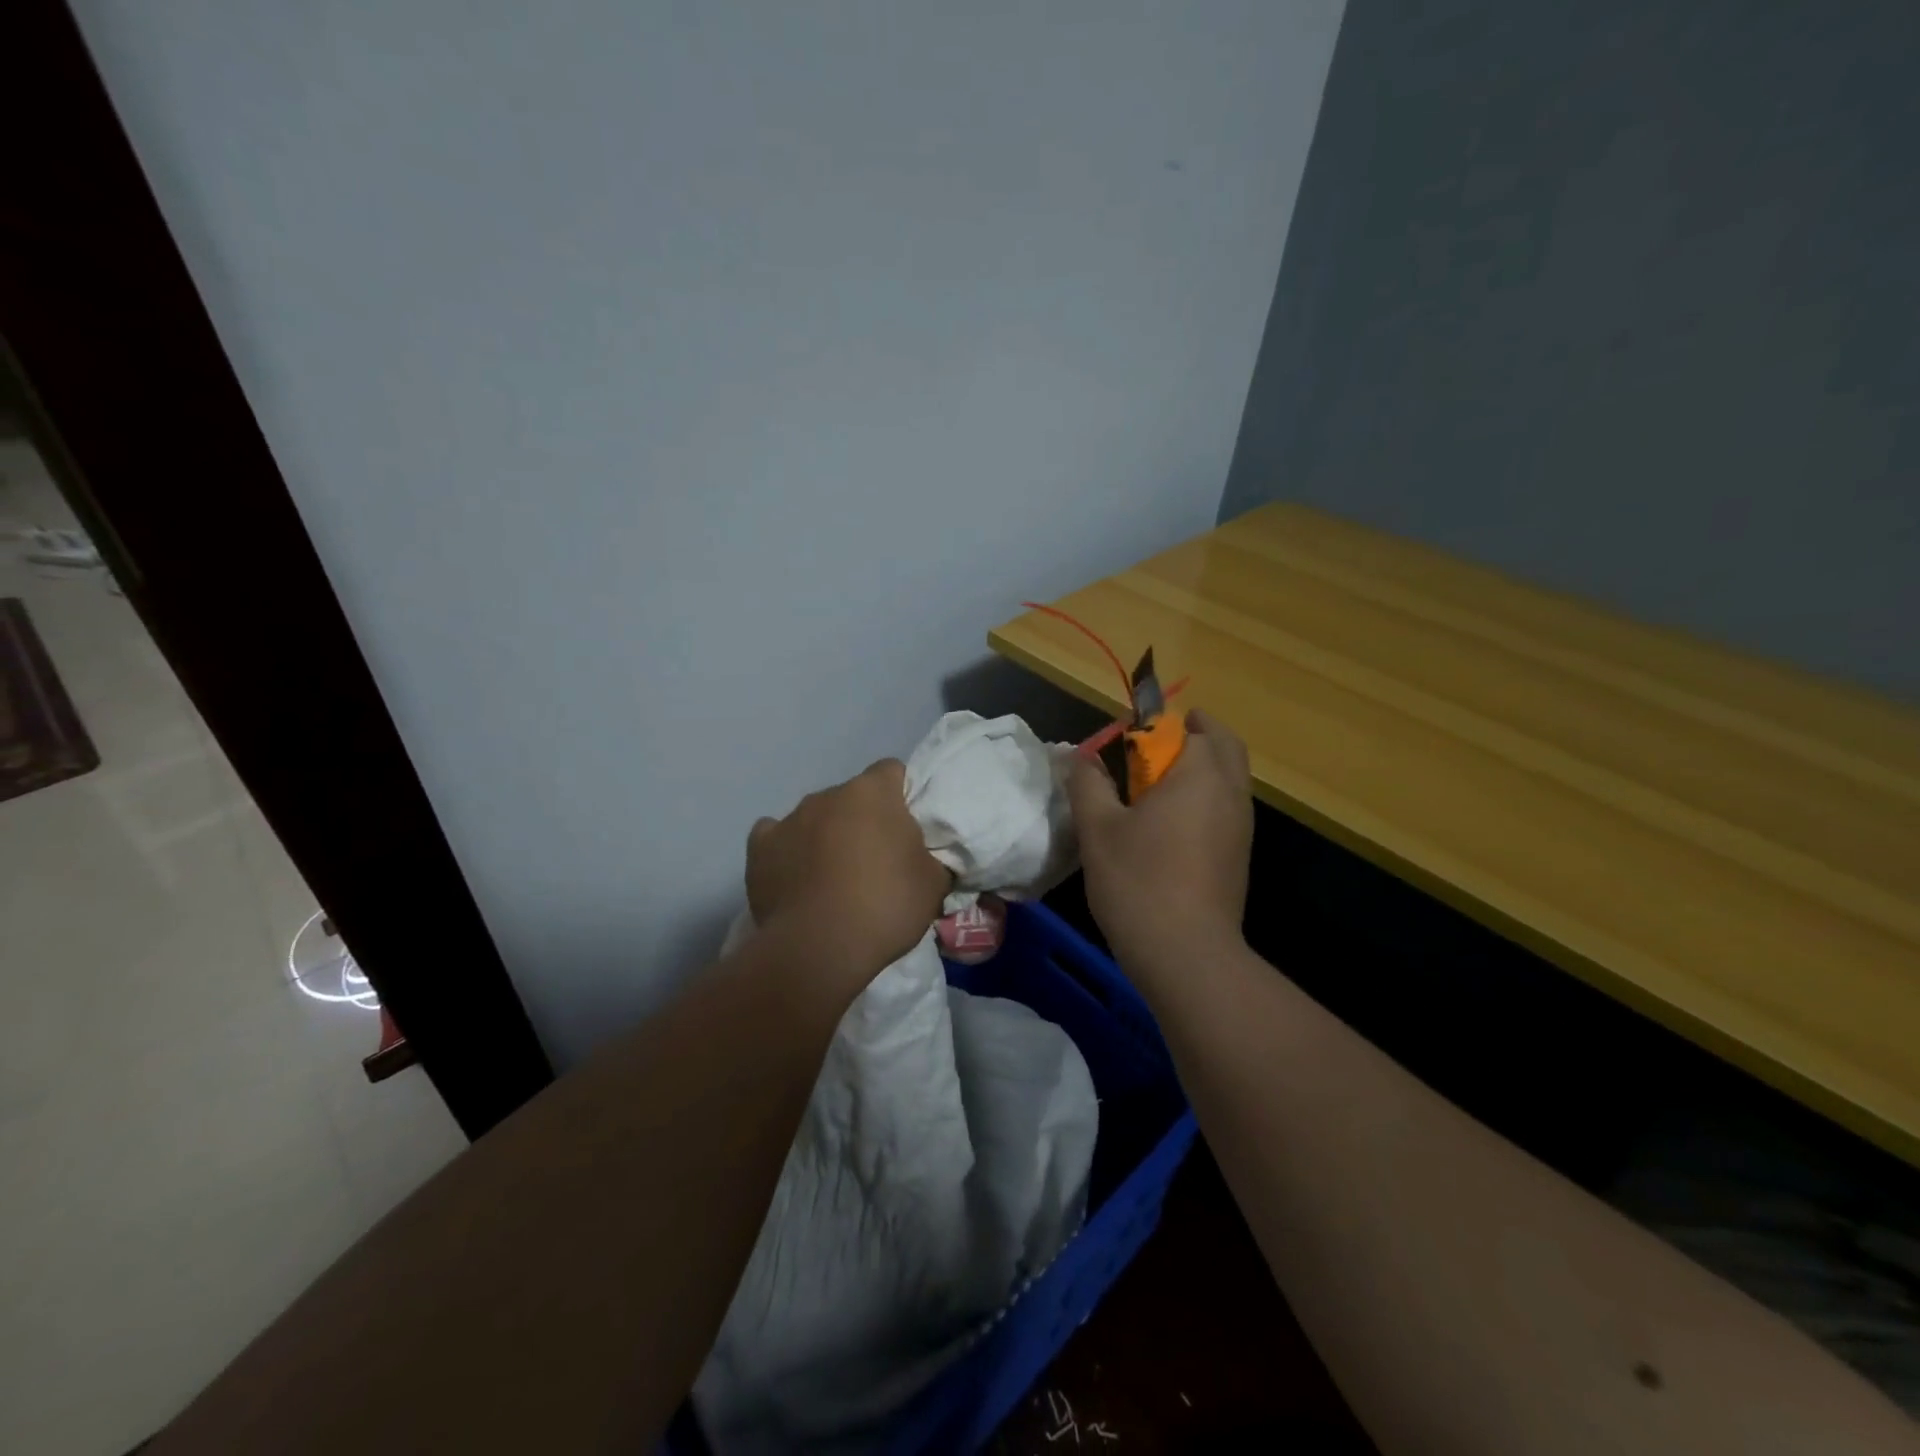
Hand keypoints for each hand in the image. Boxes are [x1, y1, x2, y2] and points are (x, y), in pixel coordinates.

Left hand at [747, 759, 951, 989]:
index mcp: (873, 792)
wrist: (819, 948)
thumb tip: (924, 857)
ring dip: (826, 835)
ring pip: (815, 817)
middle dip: (863, 820)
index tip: (907, 828)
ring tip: (833, 878)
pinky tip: (795, 876)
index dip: (901, 796)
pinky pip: (775, 837)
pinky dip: (787, 851)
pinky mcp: (759, 848)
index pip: (892, 771)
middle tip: (875, 860)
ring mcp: (789, 819)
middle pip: (852, 797)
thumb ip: (931, 857)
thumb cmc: (886, 906)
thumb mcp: (934, 884)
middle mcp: (828, 795)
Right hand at [1066, 709, 1253, 971]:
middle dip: (1196, 733)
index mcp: (1199, 775)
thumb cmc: (1138, 881)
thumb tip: (1082, 756)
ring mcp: (1241, 825)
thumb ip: (1088, 783)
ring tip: (1161, 781)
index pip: (1186, 728)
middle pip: (1225, 744)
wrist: (1187, 954)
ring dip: (1205, 765)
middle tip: (1157, 742)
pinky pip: (1228, 805)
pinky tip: (1174, 822)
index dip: (1155, 724)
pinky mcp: (1240, 854)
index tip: (1128, 734)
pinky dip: (1208, 795)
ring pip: (1231, 776)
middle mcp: (1230, 792)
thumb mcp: (1098, 828)